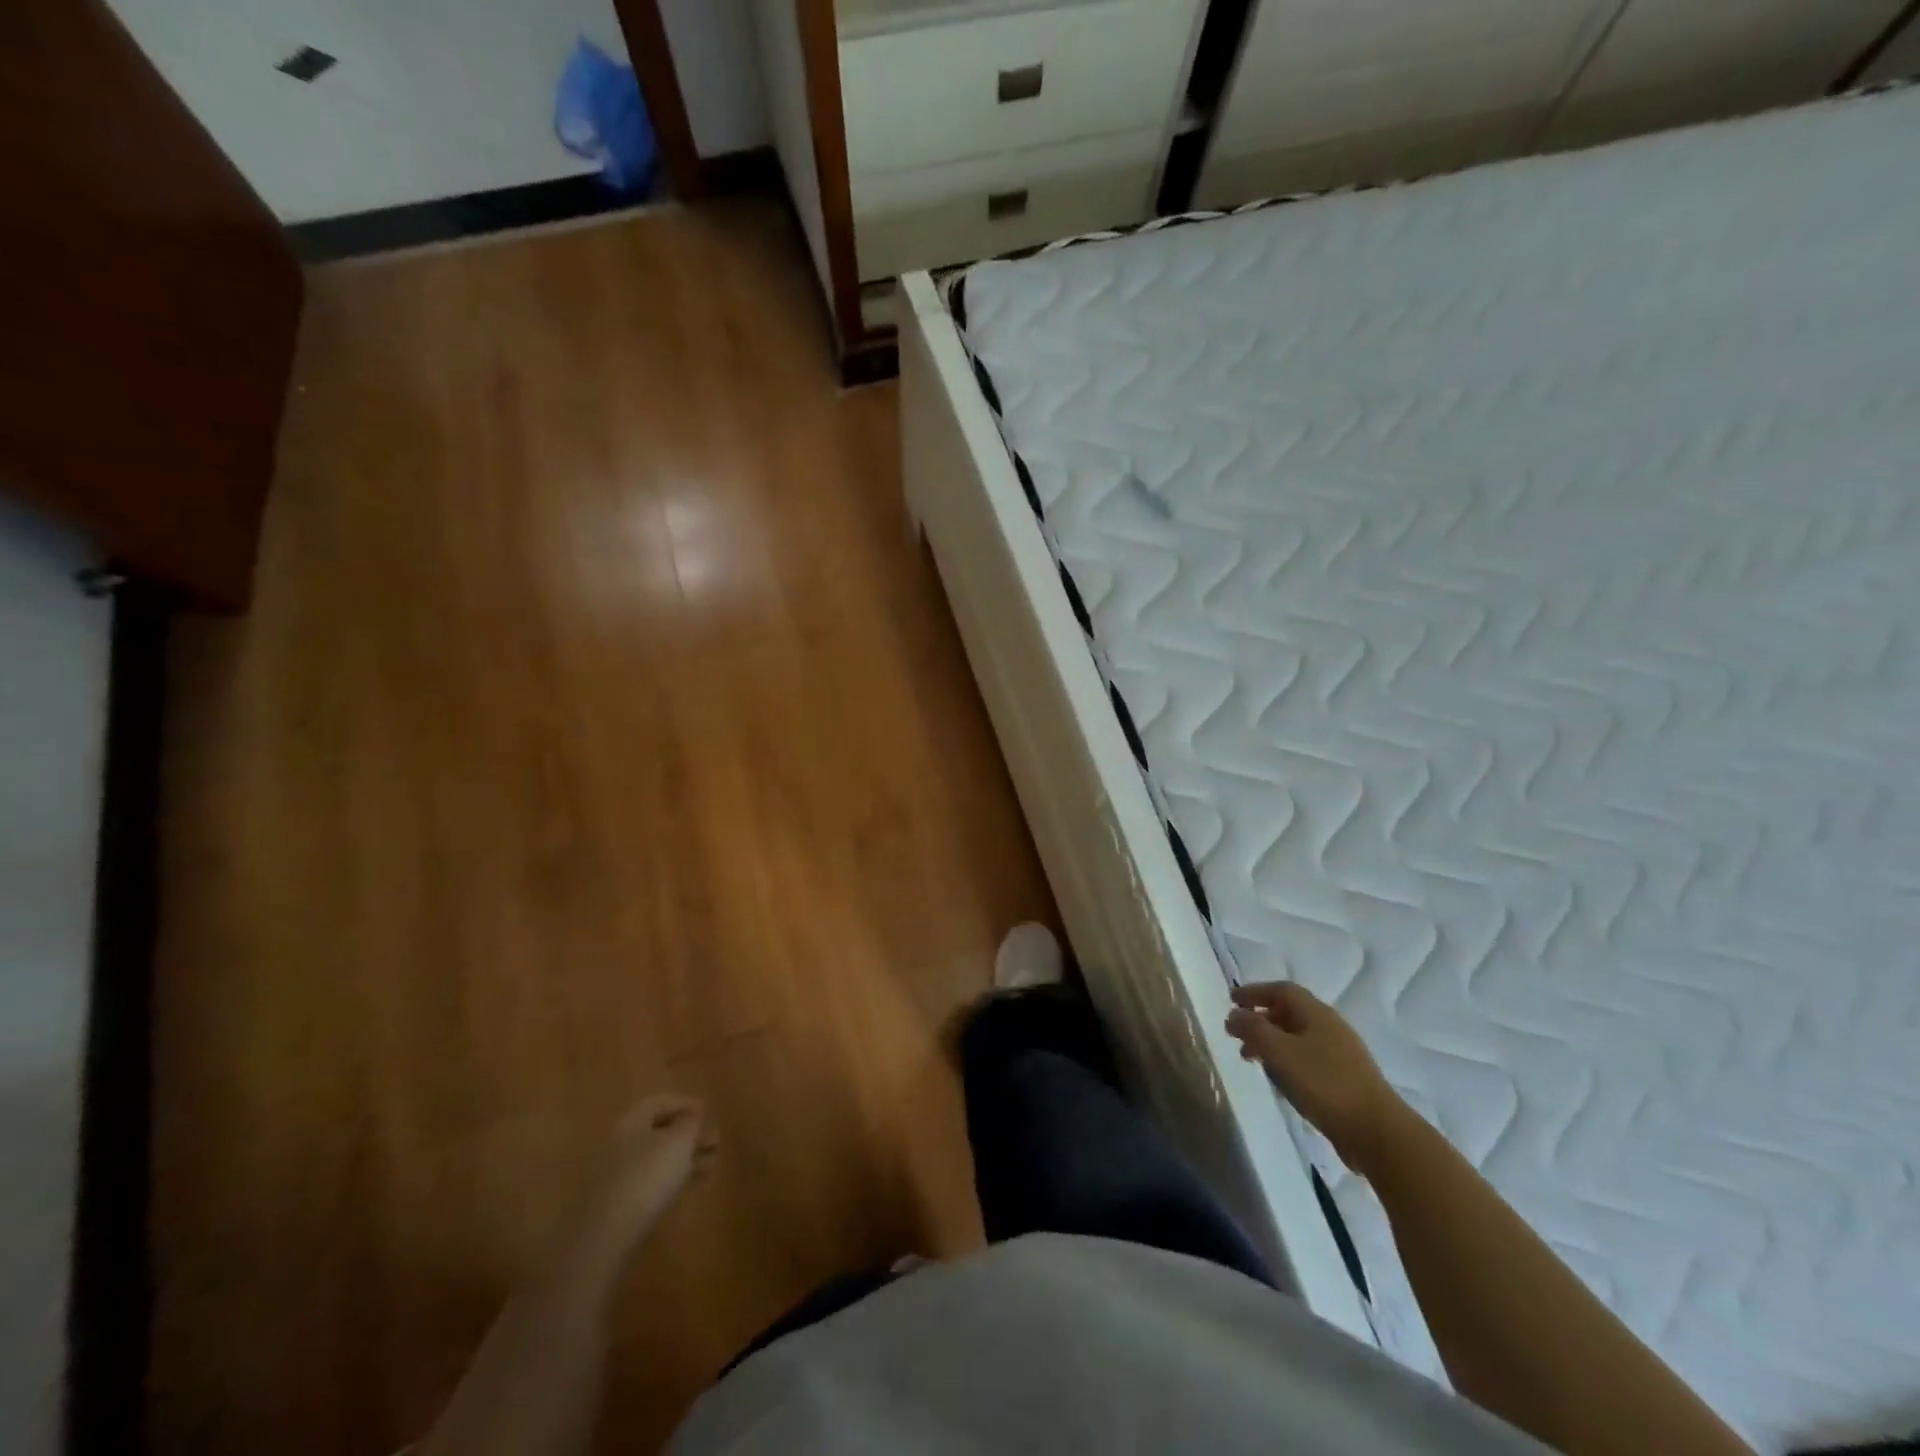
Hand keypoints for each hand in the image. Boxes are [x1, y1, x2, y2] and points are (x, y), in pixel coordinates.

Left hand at [602, 1095, 717, 1233]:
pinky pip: (651, 1180)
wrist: (608, 1236)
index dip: (688, 1104)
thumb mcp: (680, 1140)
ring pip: (657, 1157)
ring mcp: (617, 1174)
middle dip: (689, 1134)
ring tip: (711, 1165)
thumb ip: (691, 1121)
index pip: (662, 1102)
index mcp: (632, 1121)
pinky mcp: (618, 1203)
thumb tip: (692, 1116)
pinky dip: (672, 1178)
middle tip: (714, 1141)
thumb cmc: (648, 1176)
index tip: (710, 1113)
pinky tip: (689, 1185)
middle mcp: (621, 1142)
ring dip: (684, 1157)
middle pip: (659, 1130)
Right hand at [1226, 983, 1407, 1174]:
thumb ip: (1252, 1029)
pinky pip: (1308, 1057)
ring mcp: (1341, 1054)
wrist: (1377, 1132)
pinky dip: (1286, 1060)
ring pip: (1298, 1037)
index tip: (1231, 1000)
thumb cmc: (1324, 1084)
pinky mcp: (1346, 1079)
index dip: (1254, 991)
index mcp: (1316, 1013)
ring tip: (1252, 1060)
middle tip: (1237, 1033)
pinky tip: (1280, 1080)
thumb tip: (1234, 1015)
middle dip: (1260, 1018)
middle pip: (1290, 1012)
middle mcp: (1331, 1026)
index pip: (1281, 990)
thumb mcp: (1279, 1052)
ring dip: (1272, 1041)